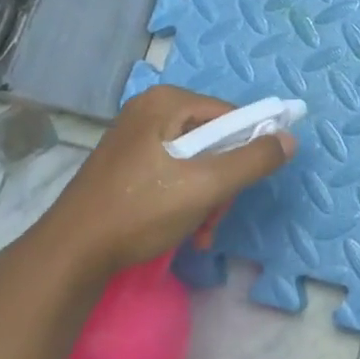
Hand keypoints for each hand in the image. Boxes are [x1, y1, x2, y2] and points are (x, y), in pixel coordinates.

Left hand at [23, 85, 296, 286]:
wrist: (69, 256)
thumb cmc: (139, 212)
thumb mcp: (206, 186)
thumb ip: (252, 161)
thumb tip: (290, 139)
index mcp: (166, 102)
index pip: (231, 116)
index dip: (246, 150)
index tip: (241, 188)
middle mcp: (150, 110)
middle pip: (214, 139)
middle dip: (223, 182)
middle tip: (216, 217)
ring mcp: (135, 137)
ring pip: (196, 160)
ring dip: (207, 197)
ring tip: (200, 231)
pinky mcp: (126, 164)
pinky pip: (173, 171)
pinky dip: (185, 198)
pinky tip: (184, 230)